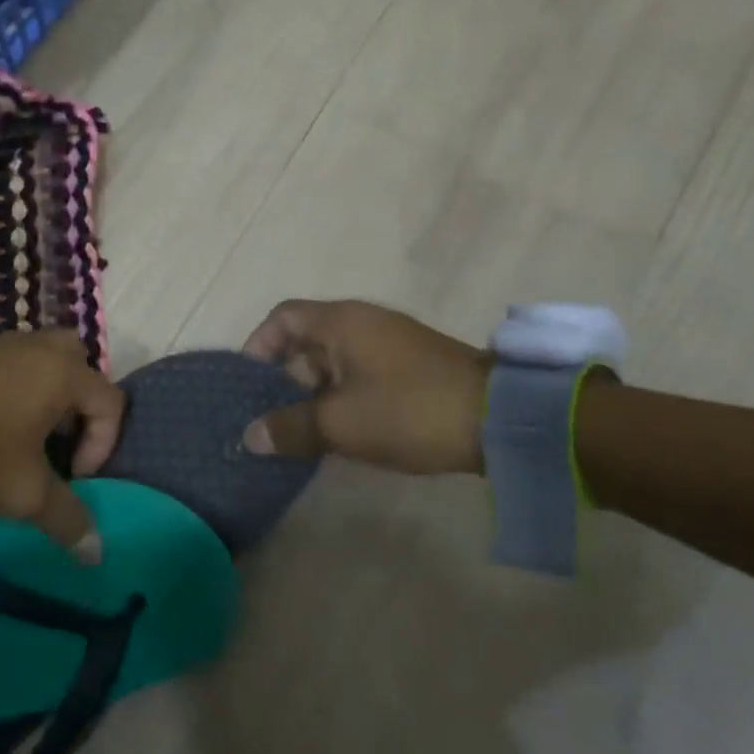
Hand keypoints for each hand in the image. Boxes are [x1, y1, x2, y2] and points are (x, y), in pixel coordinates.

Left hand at [0, 331, 123, 561]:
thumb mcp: (24, 494)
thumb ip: (67, 519)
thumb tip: (95, 553)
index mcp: (63, 373)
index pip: (110, 402)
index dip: (102, 445)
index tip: (73, 476)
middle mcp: (40, 348)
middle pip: (82, 365)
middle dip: (82, 405)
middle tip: (61, 440)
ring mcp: (6, 343)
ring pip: (49, 357)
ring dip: (52, 392)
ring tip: (32, 431)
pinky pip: (18, 360)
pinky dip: (23, 383)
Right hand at [241, 300, 488, 474]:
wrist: (503, 419)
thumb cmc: (408, 409)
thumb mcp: (341, 423)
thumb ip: (290, 427)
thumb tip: (250, 436)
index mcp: (340, 321)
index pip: (282, 317)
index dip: (259, 345)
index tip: (250, 384)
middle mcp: (362, 322)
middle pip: (306, 340)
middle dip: (285, 378)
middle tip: (274, 418)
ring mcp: (390, 342)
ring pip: (334, 361)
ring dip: (314, 392)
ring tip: (304, 432)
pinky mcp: (411, 366)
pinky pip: (360, 373)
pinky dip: (343, 396)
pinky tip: (343, 432)